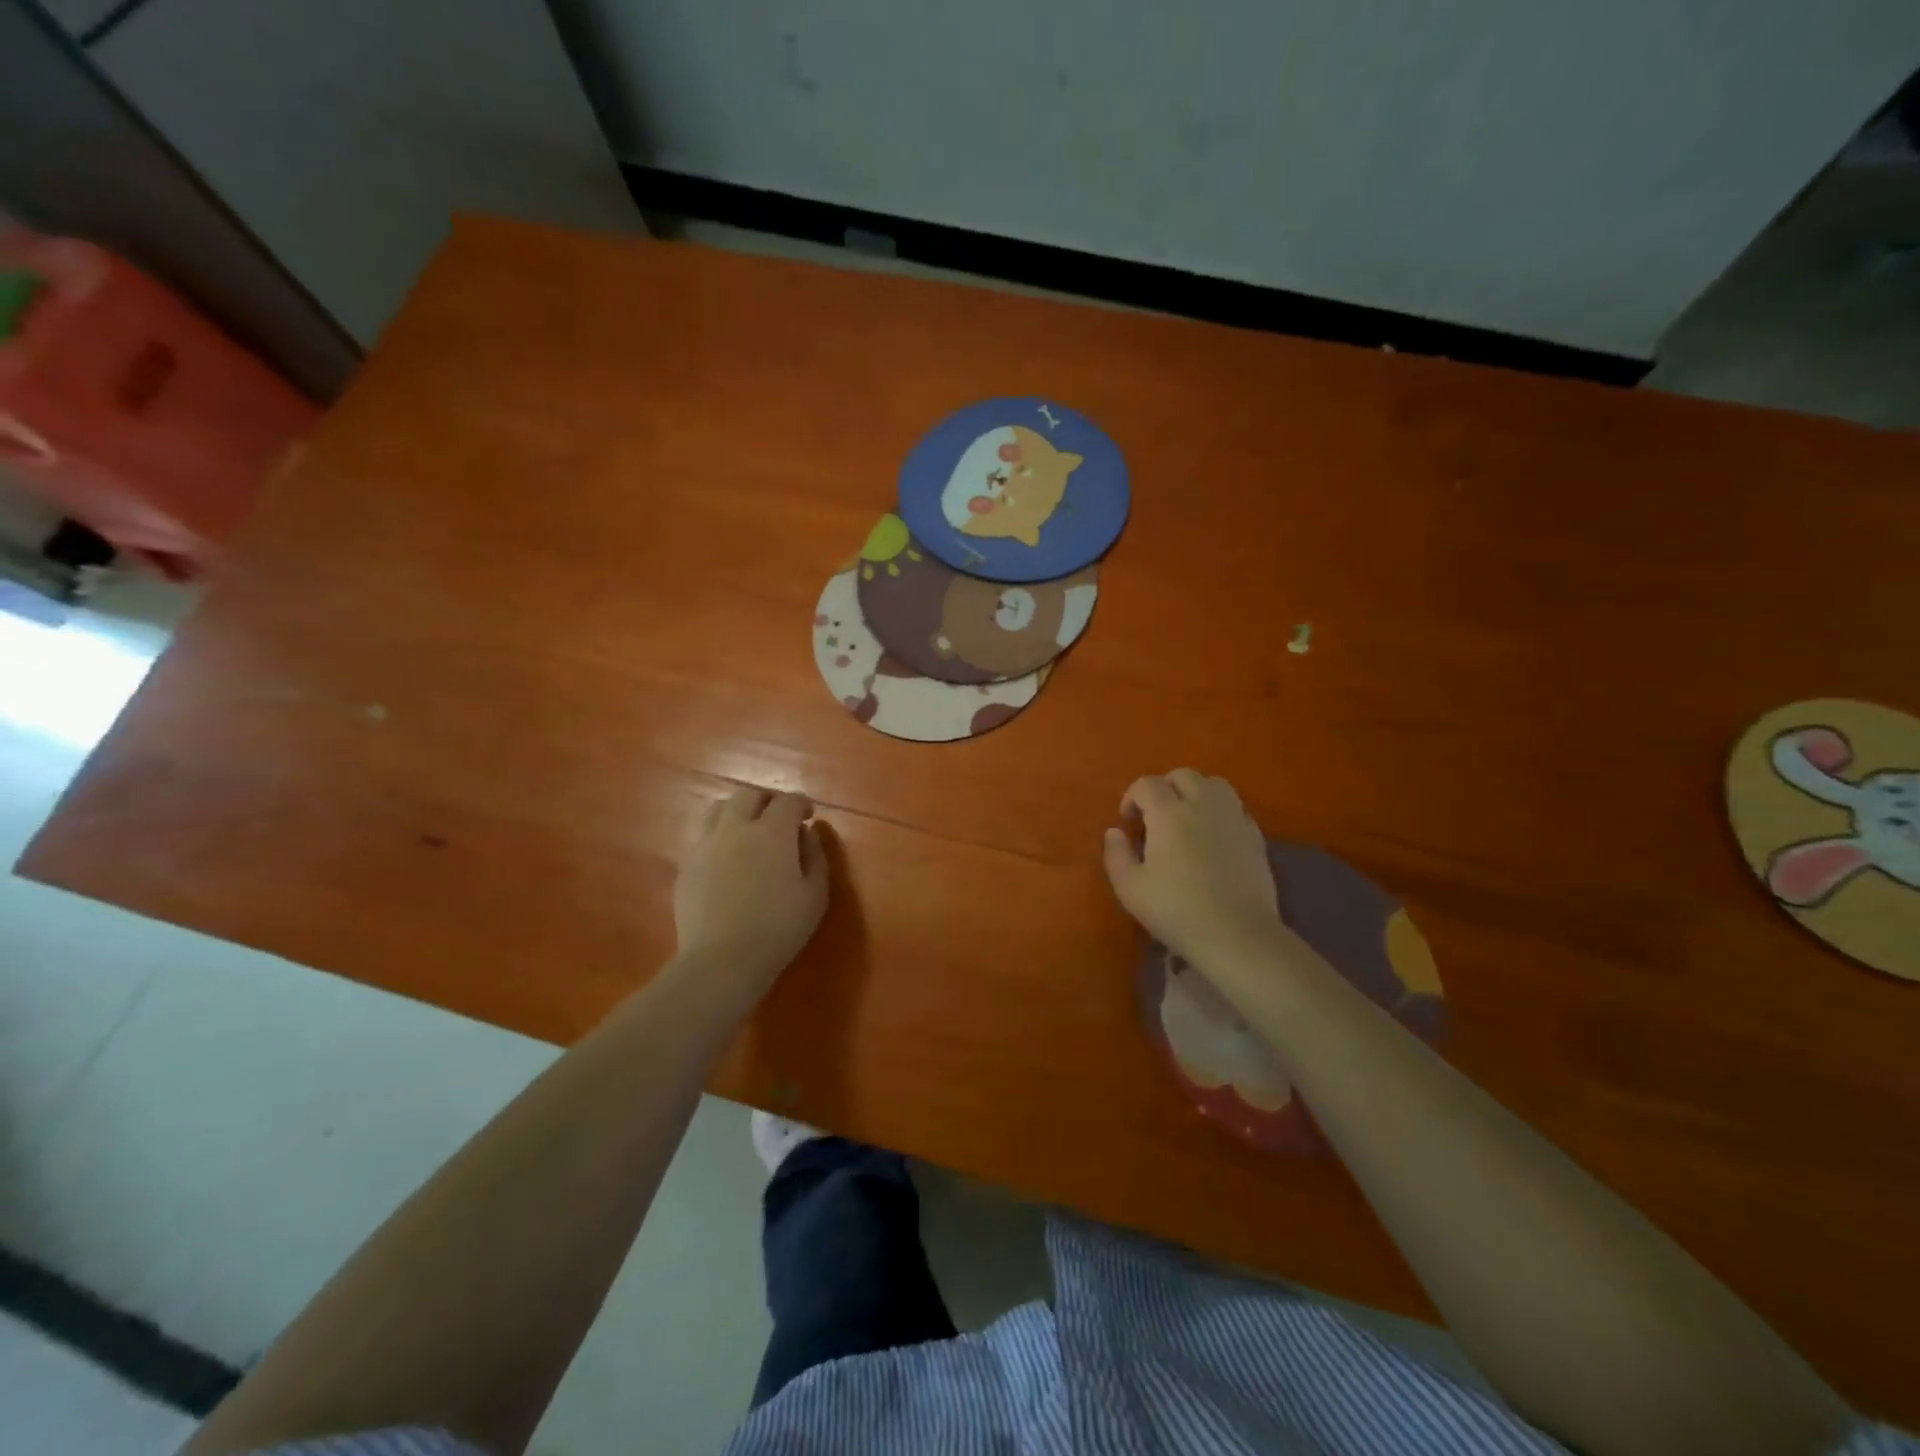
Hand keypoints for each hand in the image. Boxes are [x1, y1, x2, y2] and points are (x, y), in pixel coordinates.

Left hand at [673, 786, 828, 1011]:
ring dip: (739, 811)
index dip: (801, 803)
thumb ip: (815, 856)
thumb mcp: (815, 895)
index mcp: (771, 832)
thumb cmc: (777, 929)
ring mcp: (706, 845)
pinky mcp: (687, 865)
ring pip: (720, 808)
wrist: (721, 960)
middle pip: (749, 795)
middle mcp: (735, 828)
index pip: (787, 801)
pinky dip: (720, 836)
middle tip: (780, 819)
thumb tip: (807, 833)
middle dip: (768, 801)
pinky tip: (728, 858)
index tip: (808, 816)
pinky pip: (704, 836)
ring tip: (750, 831)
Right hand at [1102, 769, 1288, 968]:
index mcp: (1169, 814)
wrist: (1237, 935)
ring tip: (1186, 818)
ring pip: (1214, 784)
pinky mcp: (1255, 835)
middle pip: (1183, 775)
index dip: (1132, 797)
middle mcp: (1203, 805)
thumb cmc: (1177, 911)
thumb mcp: (1130, 889)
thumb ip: (1116, 854)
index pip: (1147, 784)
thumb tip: (1115, 832)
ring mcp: (1234, 817)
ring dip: (1195, 792)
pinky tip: (1213, 836)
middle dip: (1164, 788)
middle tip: (1155, 817)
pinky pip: (1235, 807)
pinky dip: (1219, 811)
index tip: (1128, 823)